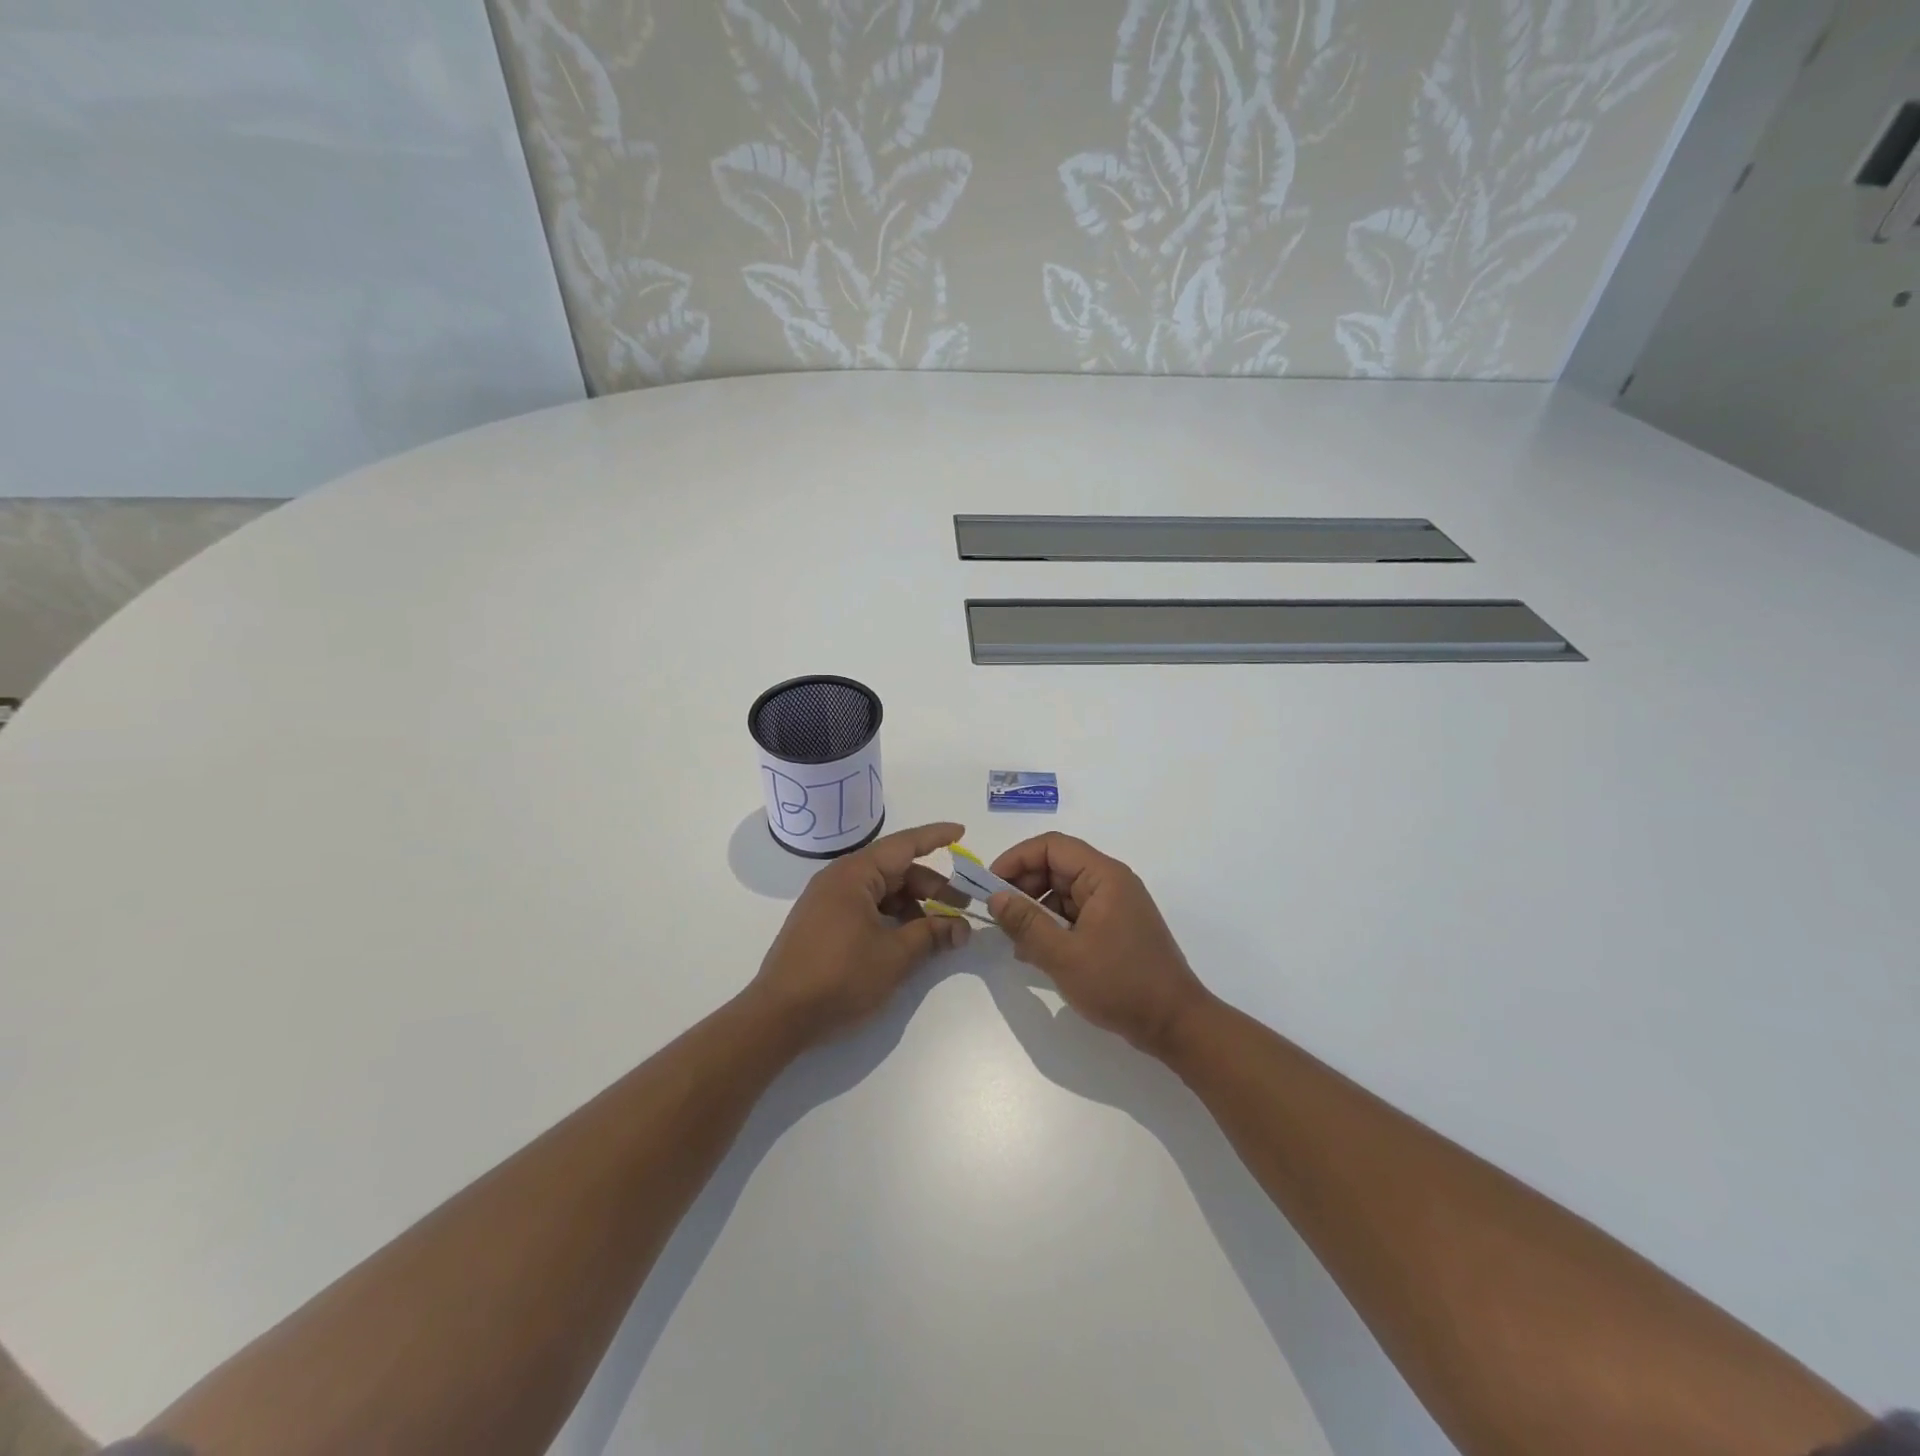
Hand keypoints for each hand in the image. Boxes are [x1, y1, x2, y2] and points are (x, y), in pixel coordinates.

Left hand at [748, 821, 972, 1048]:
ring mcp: (828, 902)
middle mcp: (839, 879)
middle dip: (932, 886)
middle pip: (895, 870)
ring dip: (913, 905)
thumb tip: (961, 928)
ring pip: (882, 892)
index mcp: (854, 874)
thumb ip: (931, 935)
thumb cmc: (840, 977)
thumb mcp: (894, 956)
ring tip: (940, 930)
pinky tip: (909, 938)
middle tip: (963, 906)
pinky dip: (892, 917)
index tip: (962, 832)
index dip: (935, 837)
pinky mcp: (823, 924)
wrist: (778, 1016)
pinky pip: (866, 908)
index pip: (904, 844)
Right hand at [988, 832, 1212, 1056]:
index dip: (1016, 859)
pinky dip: (1052, 926)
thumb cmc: (1120, 984)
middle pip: (1056, 866)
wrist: (1175, 1024)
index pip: (1052, 846)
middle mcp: (1111, 883)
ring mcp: (1114, 906)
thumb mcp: (1064, 955)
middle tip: (998, 915)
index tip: (989, 885)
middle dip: (1023, 886)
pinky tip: (1035, 952)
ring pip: (1063, 892)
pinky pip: (1075, 914)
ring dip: (1035, 909)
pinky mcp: (1115, 929)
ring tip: (1014, 939)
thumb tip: (995, 898)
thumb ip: (1026, 923)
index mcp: (1104, 876)